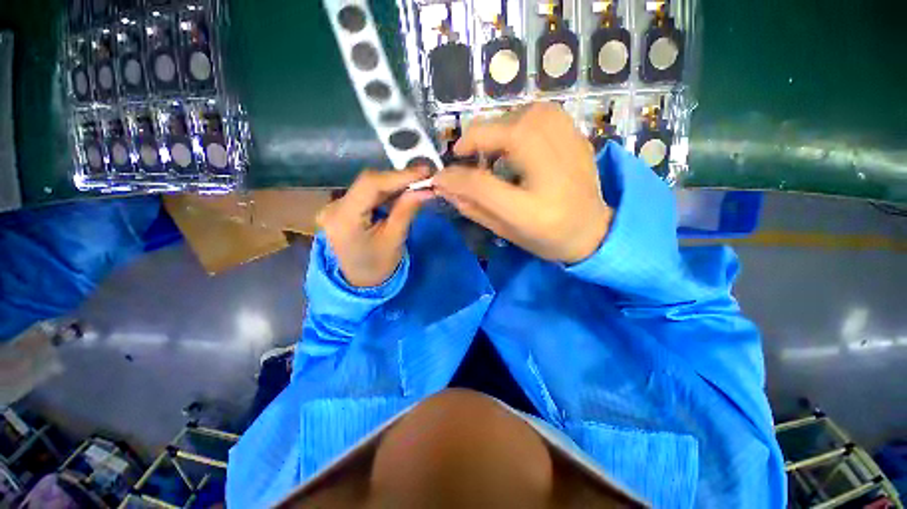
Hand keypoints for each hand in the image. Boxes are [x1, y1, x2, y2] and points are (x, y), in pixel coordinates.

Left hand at [317, 168, 432, 287]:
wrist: (358, 282)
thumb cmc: (377, 266)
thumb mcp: (394, 240)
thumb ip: (406, 210)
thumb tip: (425, 189)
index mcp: (343, 219)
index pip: (370, 185)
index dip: (399, 175)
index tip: (424, 171)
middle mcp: (333, 207)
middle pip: (368, 183)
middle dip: (398, 180)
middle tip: (424, 178)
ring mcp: (335, 207)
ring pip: (368, 186)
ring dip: (394, 185)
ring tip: (416, 186)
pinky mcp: (341, 208)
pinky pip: (366, 194)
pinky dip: (385, 193)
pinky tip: (400, 194)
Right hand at [433, 103, 613, 263]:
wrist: (594, 230)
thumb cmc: (548, 237)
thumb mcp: (507, 231)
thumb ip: (475, 208)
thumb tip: (446, 186)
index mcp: (534, 210)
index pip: (484, 185)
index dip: (455, 178)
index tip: (439, 177)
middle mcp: (554, 175)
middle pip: (508, 136)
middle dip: (476, 140)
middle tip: (464, 155)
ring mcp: (572, 150)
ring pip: (525, 115)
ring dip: (498, 128)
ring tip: (490, 149)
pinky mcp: (578, 137)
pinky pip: (543, 112)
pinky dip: (520, 119)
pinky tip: (516, 139)